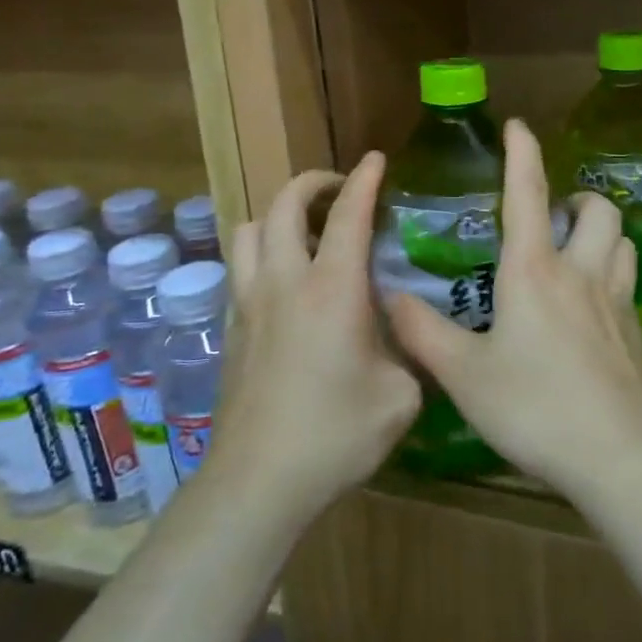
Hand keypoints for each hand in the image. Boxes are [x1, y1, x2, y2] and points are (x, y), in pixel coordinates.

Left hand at [213, 152, 420, 521]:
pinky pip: (240, 268)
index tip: (375, 161)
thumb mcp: (400, 395)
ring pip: (249, 230)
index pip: (347, 215)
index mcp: (332, 289)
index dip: (363, 180)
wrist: (259, 480)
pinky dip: (262, 254)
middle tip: (338, 190)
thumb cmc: (337, 434)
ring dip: (277, 216)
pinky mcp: (230, 328)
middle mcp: (284, 282)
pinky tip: (284, 283)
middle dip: (311, 183)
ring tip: (305, 231)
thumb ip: (410, 352)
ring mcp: (249, 303)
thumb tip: (411, 335)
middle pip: (283, 205)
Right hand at [384, 119, 641, 500]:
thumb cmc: (534, 406)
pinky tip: (594, 308)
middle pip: (596, 210)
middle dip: (578, 198)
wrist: (618, 455)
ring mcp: (616, 303)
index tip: (517, 126)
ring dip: (601, 232)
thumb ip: (423, 333)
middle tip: (555, 215)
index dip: (521, 153)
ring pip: (622, 241)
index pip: (527, 194)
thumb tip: (391, 298)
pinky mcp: (636, 335)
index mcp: (533, 270)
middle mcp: (580, 273)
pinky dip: (613, 275)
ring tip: (578, 249)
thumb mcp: (464, 374)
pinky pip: (629, 285)